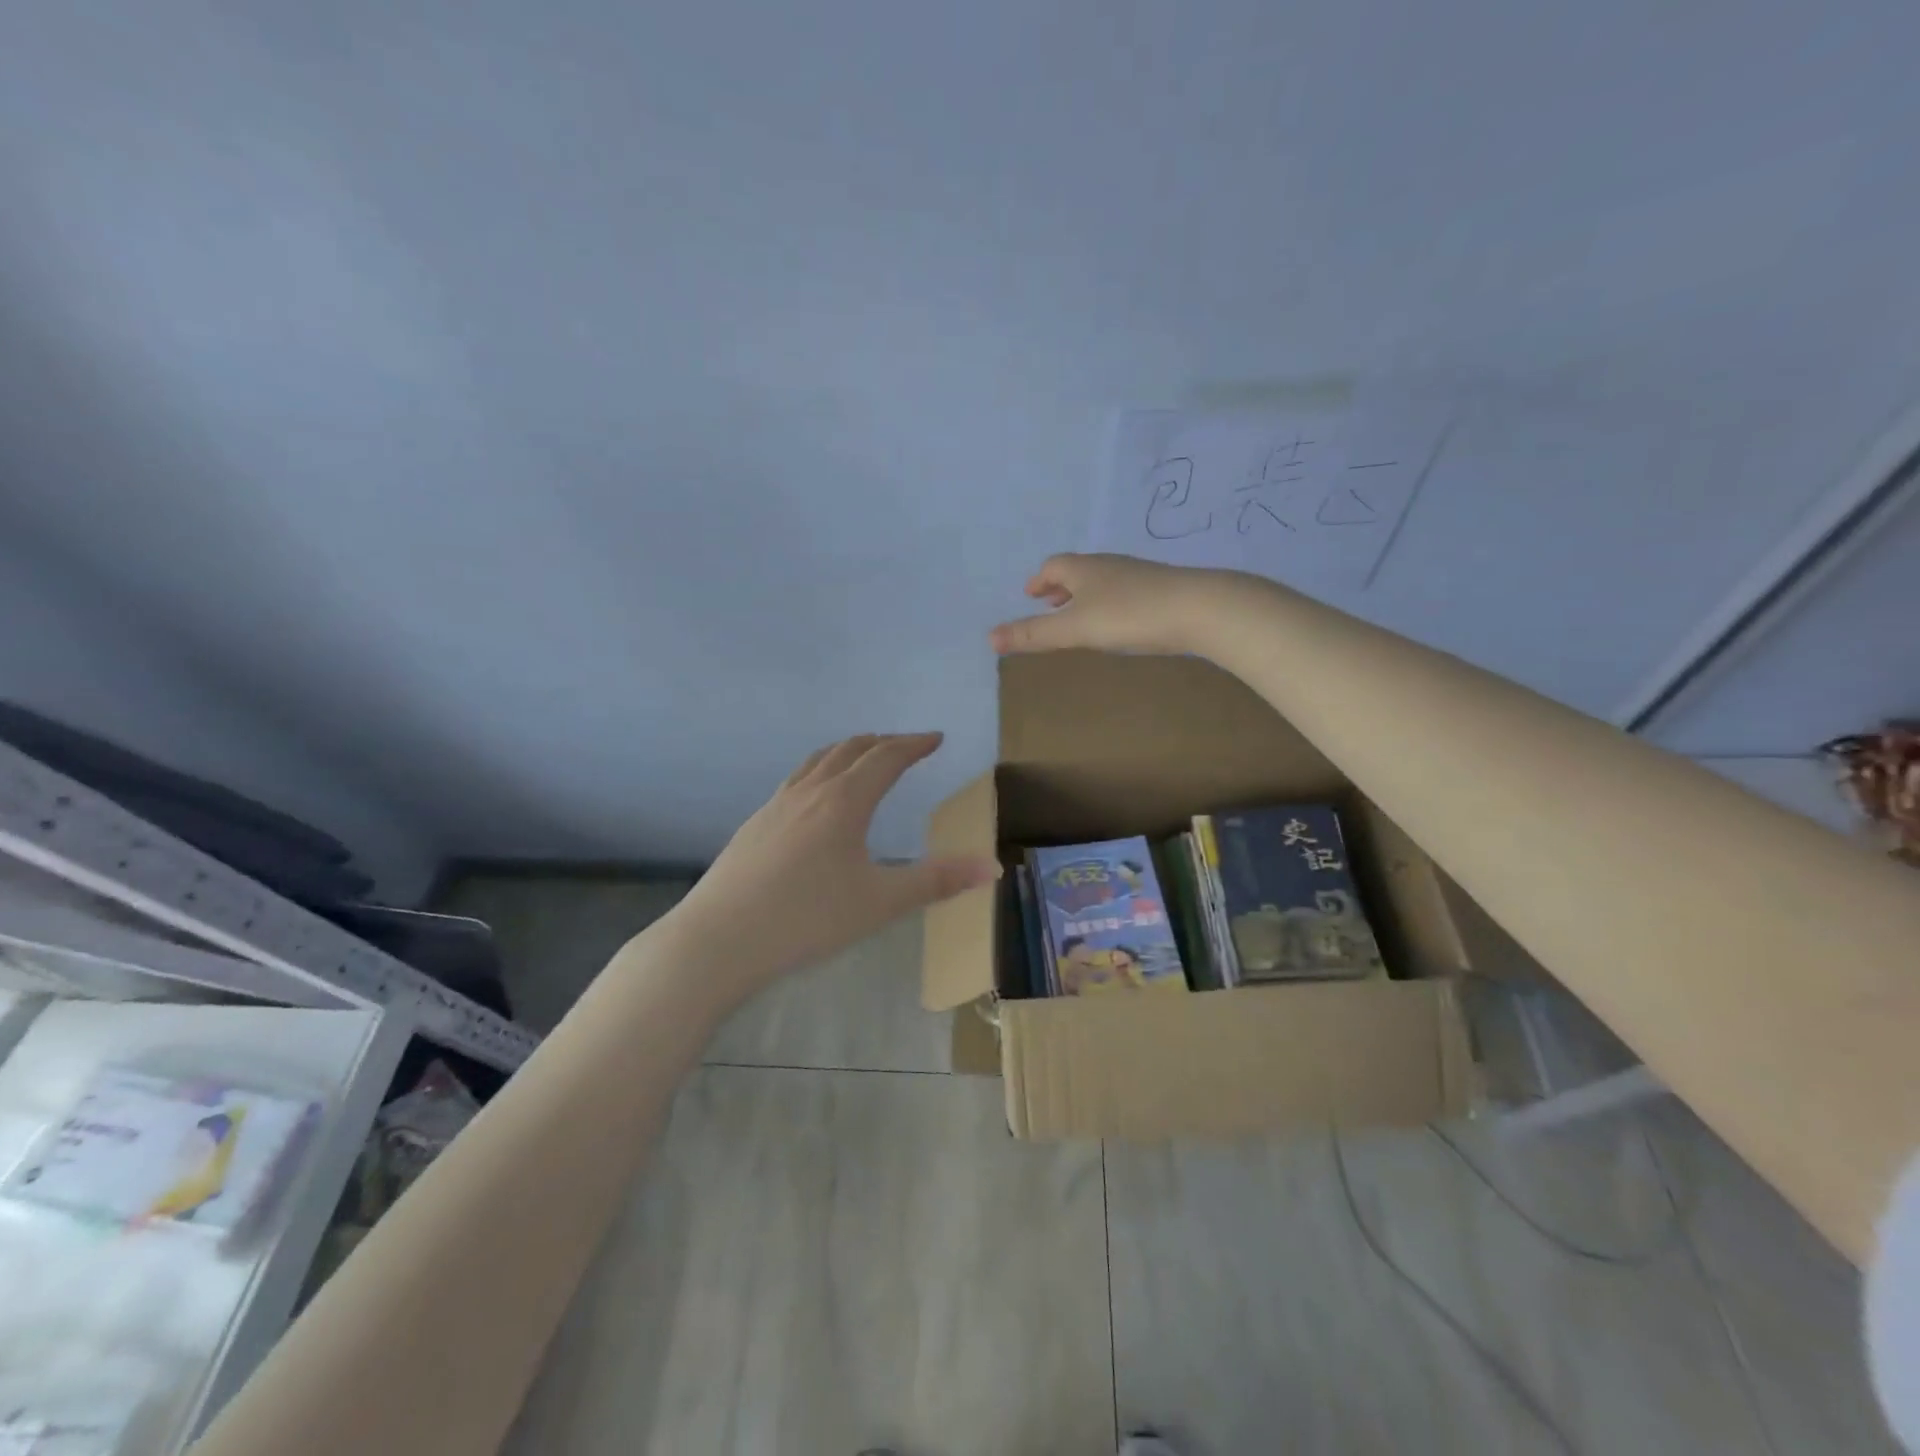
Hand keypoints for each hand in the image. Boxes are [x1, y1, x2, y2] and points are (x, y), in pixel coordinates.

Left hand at [661, 733, 995, 998]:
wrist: (718, 940)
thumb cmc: (807, 919)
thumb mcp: (880, 902)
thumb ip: (937, 881)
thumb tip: (991, 866)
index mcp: (844, 800)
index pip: (887, 757)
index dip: (915, 744)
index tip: (936, 738)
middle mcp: (810, 791)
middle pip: (851, 749)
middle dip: (884, 742)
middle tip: (907, 746)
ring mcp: (776, 805)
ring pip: (818, 760)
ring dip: (848, 751)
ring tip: (864, 757)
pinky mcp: (755, 824)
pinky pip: (797, 780)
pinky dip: (821, 770)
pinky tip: (816, 800)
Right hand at [988, 553, 1243, 657]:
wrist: (1200, 609)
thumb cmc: (1129, 615)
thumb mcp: (1075, 629)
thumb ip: (1034, 635)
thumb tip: (989, 637)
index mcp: (1084, 569)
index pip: (1054, 566)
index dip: (1039, 580)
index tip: (1031, 594)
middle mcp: (1110, 566)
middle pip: (1079, 571)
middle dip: (1061, 587)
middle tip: (1050, 604)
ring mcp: (1139, 576)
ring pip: (1104, 581)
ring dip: (1086, 595)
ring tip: (1082, 616)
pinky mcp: (1162, 590)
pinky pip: (1126, 592)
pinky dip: (1111, 603)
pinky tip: (1121, 623)